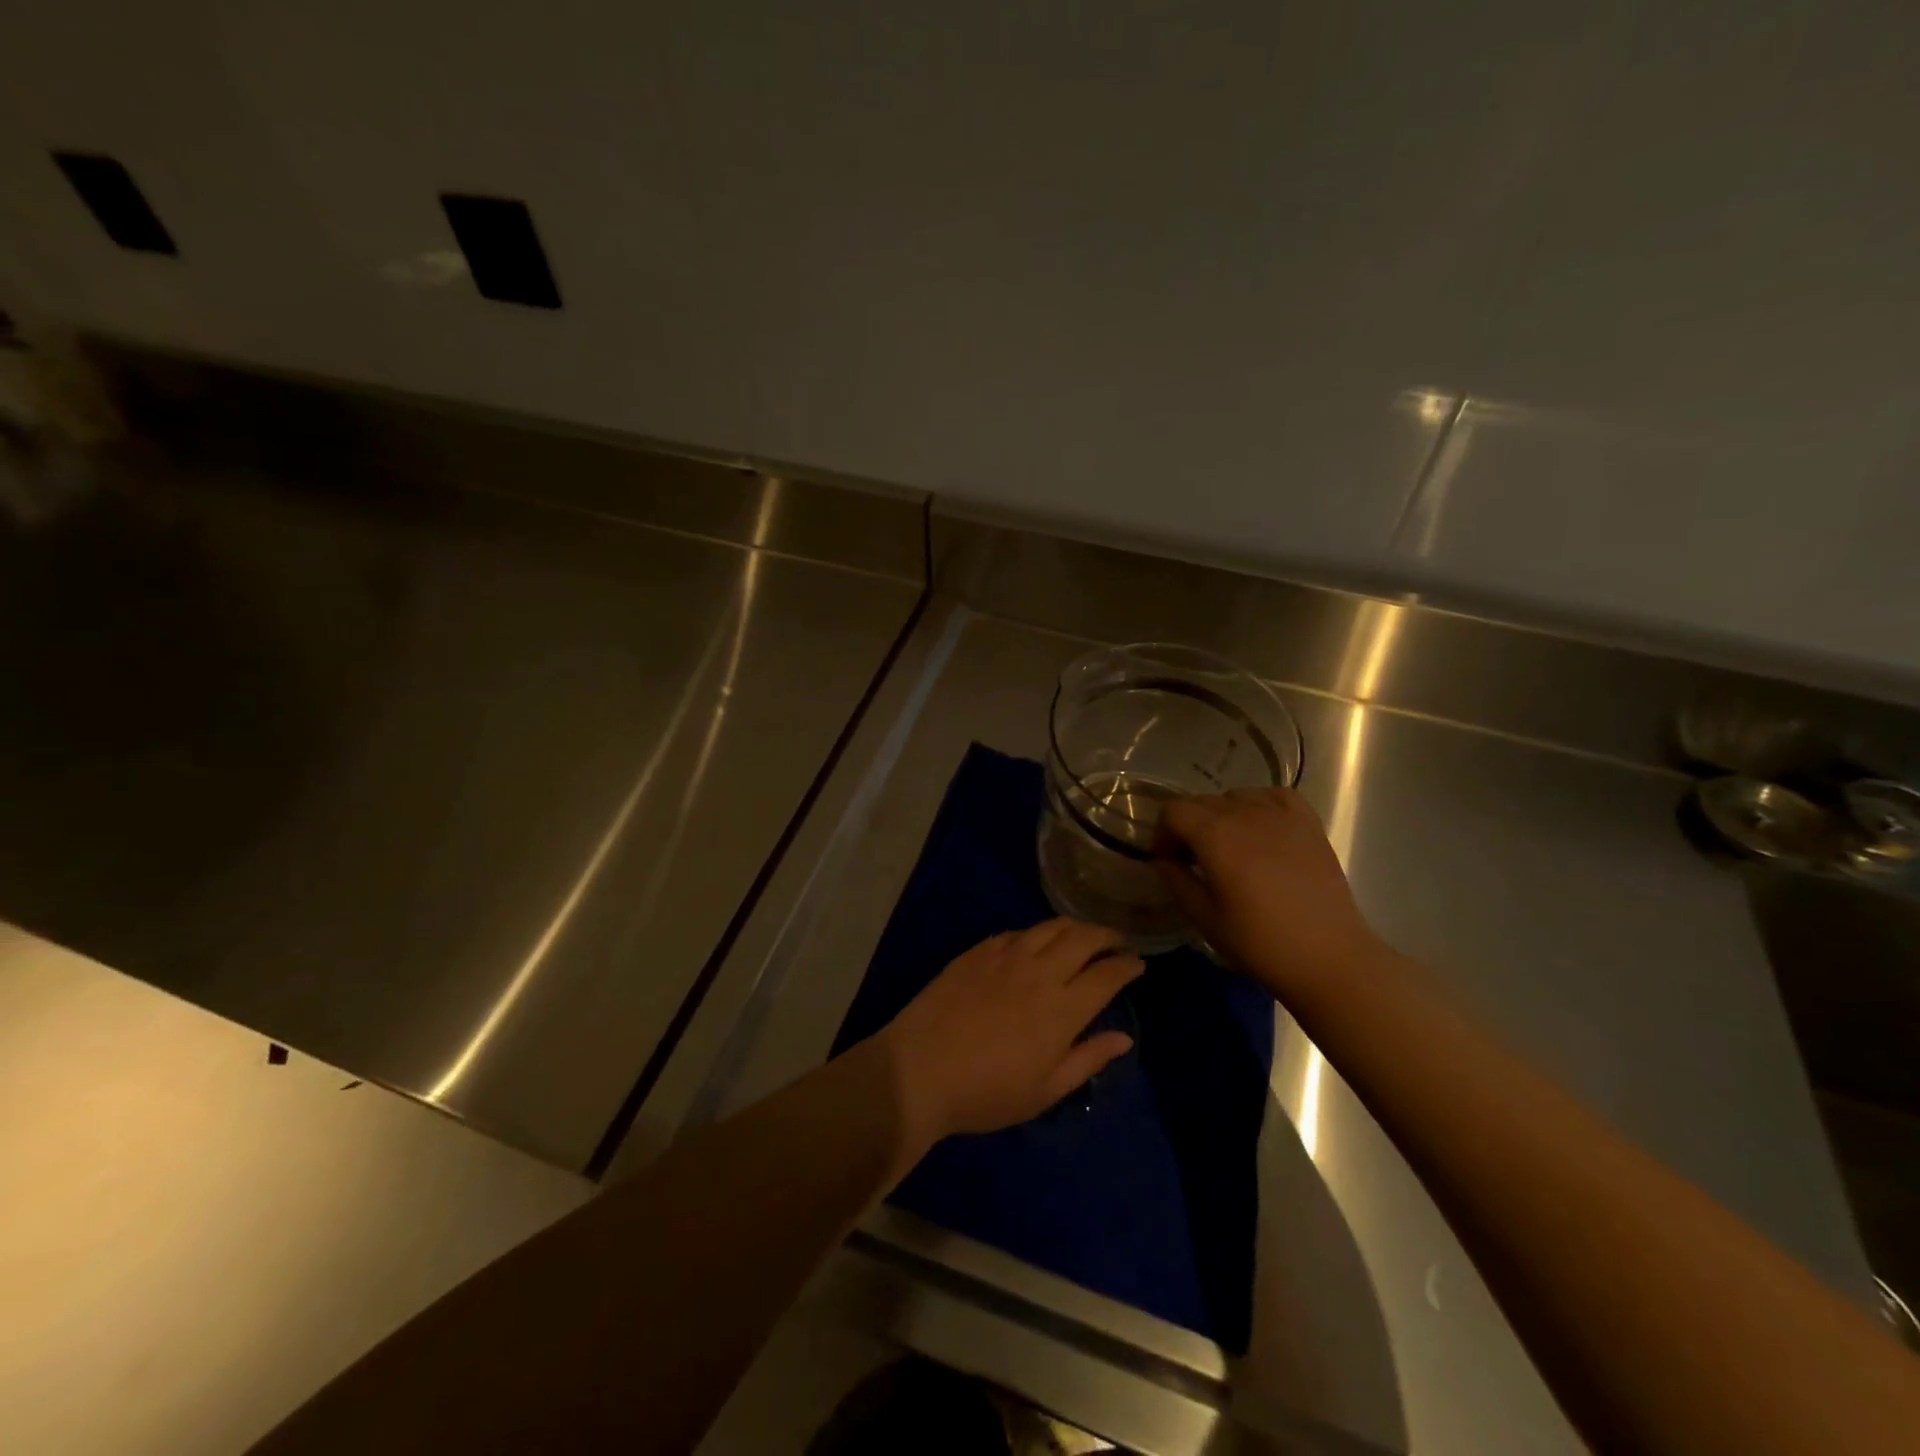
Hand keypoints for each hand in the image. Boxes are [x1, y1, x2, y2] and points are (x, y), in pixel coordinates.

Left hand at [876, 919, 1142, 1150]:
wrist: (919, 1069)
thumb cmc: (987, 1092)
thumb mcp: (1045, 1090)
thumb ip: (1088, 1059)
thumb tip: (1124, 1038)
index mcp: (1062, 1008)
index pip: (1106, 975)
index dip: (1127, 966)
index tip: (1138, 964)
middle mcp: (1039, 972)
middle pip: (1083, 938)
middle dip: (1107, 935)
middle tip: (1116, 942)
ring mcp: (1006, 956)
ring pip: (1050, 927)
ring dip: (1074, 926)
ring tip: (1082, 934)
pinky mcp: (978, 951)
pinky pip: (1017, 932)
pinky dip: (1036, 933)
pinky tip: (1036, 942)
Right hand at [1155, 787, 1385, 996]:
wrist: (1329, 957)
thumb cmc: (1260, 942)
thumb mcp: (1205, 918)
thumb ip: (1177, 881)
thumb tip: (1164, 861)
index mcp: (1215, 835)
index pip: (1174, 811)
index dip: (1163, 833)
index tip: (1168, 861)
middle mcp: (1245, 814)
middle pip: (1202, 802)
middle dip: (1189, 826)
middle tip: (1194, 861)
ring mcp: (1281, 815)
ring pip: (1236, 797)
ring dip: (1222, 816)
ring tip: (1230, 847)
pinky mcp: (1308, 824)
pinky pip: (1274, 796)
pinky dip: (1260, 805)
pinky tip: (1262, 828)